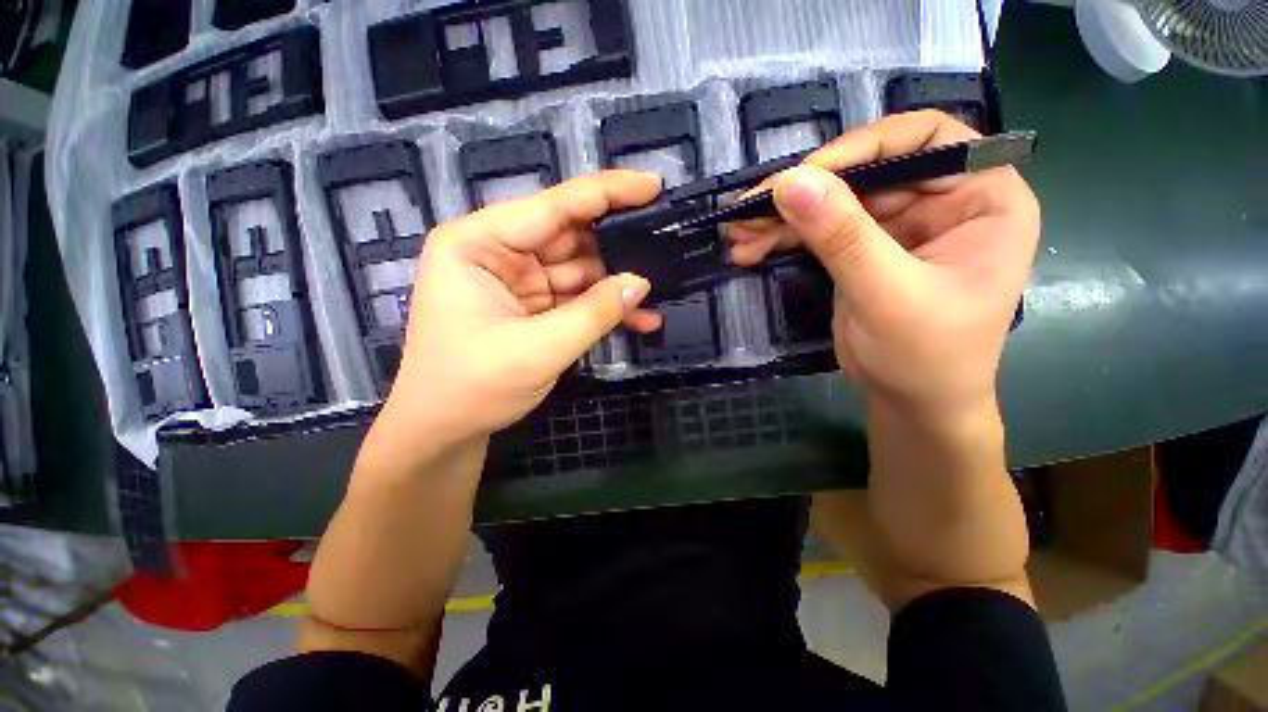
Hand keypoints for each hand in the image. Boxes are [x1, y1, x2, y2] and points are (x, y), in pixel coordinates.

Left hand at [377, 170, 663, 446]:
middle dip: (616, 245)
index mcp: (478, 244)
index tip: (652, 184)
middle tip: (663, 242)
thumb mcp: (538, 349)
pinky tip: (641, 320)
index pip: (552, 207)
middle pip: (569, 237)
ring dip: (617, 285)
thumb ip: (594, 312)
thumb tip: (641, 282)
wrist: (446, 432)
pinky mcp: (533, 308)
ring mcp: (517, 282)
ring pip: (579, 271)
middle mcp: (497, 254)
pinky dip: (605, 310)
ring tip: (660, 289)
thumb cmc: (472, 388)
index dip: (606, 193)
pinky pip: (577, 299)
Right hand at [729, 111, 1040, 417]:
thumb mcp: (886, 295)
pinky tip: (749, 249)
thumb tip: (789, 182)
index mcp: (982, 197)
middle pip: (864, 172)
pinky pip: (817, 231)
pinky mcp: (862, 249)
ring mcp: (897, 226)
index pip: (925, 139)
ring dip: (780, 218)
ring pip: (832, 202)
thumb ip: (842, 237)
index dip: (863, 146)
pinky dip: (782, 238)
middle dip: (801, 192)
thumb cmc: (925, 357)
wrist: (911, 403)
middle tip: (746, 212)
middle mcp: (940, 201)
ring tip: (737, 235)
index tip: (805, 175)